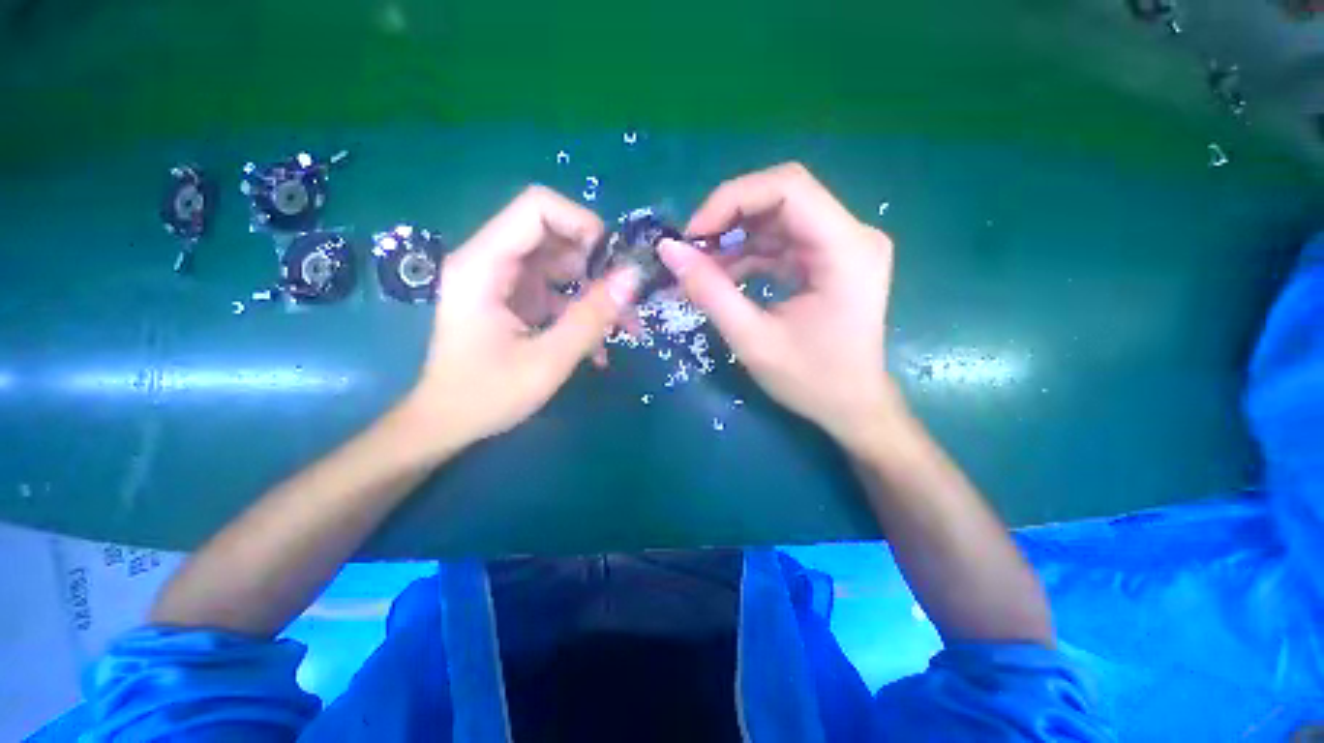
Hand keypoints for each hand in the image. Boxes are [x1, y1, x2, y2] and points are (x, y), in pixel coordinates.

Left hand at [401, 186, 639, 455]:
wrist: (446, 425)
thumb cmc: (487, 396)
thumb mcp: (547, 360)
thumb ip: (591, 317)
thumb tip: (632, 278)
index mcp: (484, 266)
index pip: (536, 208)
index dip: (581, 223)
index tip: (612, 262)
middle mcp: (490, 262)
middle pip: (554, 235)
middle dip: (595, 265)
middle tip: (623, 300)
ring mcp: (503, 282)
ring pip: (561, 265)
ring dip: (595, 292)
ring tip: (622, 327)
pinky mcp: (514, 300)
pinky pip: (556, 291)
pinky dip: (581, 311)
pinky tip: (598, 345)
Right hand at [658, 163, 898, 450]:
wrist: (853, 407)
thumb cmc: (812, 381)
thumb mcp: (753, 341)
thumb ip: (709, 292)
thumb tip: (668, 250)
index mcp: (847, 250)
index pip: (788, 187)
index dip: (732, 199)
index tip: (693, 234)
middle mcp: (853, 235)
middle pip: (783, 197)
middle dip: (730, 217)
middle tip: (692, 248)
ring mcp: (844, 246)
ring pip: (779, 218)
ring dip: (736, 237)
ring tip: (701, 266)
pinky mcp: (831, 259)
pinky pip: (783, 241)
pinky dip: (749, 254)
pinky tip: (724, 275)